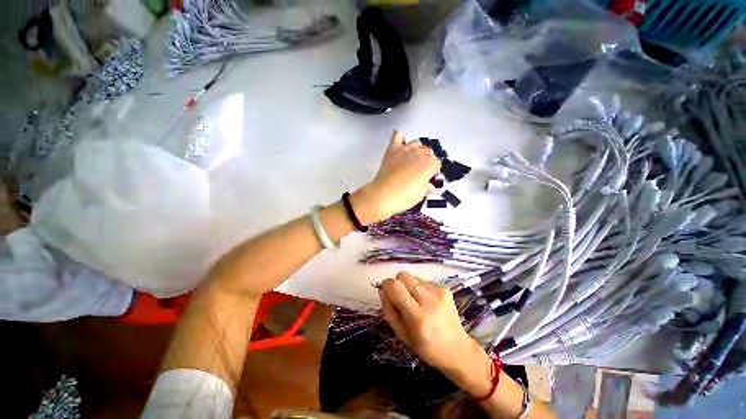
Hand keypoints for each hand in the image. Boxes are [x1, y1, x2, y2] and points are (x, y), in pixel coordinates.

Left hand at [351, 130, 440, 224]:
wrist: (384, 195)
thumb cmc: (404, 196)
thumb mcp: (420, 194)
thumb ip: (427, 186)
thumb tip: (429, 186)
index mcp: (430, 164)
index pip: (437, 162)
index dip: (433, 170)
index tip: (429, 176)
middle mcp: (420, 153)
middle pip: (428, 152)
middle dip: (426, 160)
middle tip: (419, 171)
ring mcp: (406, 149)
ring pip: (416, 143)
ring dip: (416, 150)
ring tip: (411, 160)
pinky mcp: (393, 149)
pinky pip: (398, 135)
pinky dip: (401, 137)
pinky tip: (402, 144)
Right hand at [378, 272, 491, 386]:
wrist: (458, 350)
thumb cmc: (427, 348)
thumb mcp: (402, 336)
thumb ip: (389, 311)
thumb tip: (382, 290)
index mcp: (418, 318)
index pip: (395, 287)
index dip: (386, 285)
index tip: (385, 290)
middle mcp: (429, 301)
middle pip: (403, 275)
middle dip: (397, 283)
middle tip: (400, 297)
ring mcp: (439, 293)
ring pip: (413, 277)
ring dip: (409, 286)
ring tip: (415, 302)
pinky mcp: (445, 288)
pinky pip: (424, 281)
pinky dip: (420, 288)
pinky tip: (427, 302)